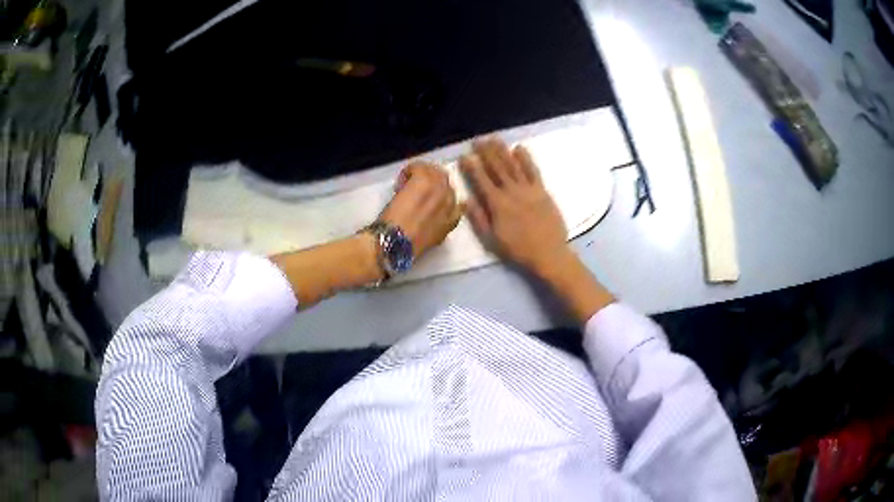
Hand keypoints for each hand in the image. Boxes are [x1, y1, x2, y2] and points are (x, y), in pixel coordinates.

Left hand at [378, 161, 462, 258]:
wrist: (395, 243)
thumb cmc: (408, 246)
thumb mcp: (432, 240)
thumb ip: (439, 226)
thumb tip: (432, 217)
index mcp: (453, 219)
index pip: (457, 200)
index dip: (441, 195)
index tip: (427, 199)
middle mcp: (450, 201)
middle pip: (445, 180)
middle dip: (431, 182)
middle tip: (415, 189)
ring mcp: (438, 188)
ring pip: (434, 171)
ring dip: (420, 175)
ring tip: (406, 185)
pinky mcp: (423, 180)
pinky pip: (418, 166)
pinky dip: (408, 171)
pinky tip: (399, 184)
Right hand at [460, 138, 570, 276]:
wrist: (548, 253)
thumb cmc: (518, 249)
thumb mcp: (491, 239)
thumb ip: (478, 218)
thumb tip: (464, 199)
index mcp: (497, 204)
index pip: (481, 180)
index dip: (471, 167)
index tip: (464, 155)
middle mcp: (511, 191)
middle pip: (496, 167)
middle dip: (485, 152)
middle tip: (477, 140)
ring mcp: (528, 189)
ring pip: (513, 165)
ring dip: (502, 150)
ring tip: (493, 138)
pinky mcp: (542, 190)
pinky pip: (533, 170)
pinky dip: (526, 158)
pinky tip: (519, 148)